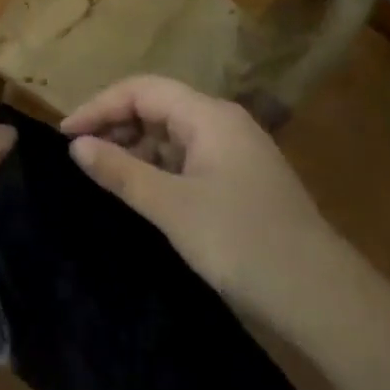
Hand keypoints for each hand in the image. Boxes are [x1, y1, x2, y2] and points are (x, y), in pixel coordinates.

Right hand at [61, 74, 334, 307]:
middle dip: (116, 125)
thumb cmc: (242, 242)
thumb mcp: (172, 207)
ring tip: (104, 174)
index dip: (100, 106)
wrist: (323, 299)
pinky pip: (187, 158)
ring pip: (172, 134)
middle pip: (157, 107)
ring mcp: (234, 152)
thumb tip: (76, 145)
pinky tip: (141, 191)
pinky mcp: (239, 181)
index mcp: (209, 116)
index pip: (142, 90)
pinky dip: (158, 167)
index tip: (66, 135)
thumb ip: (122, 172)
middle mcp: (222, 123)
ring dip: (136, 147)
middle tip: (80, 156)